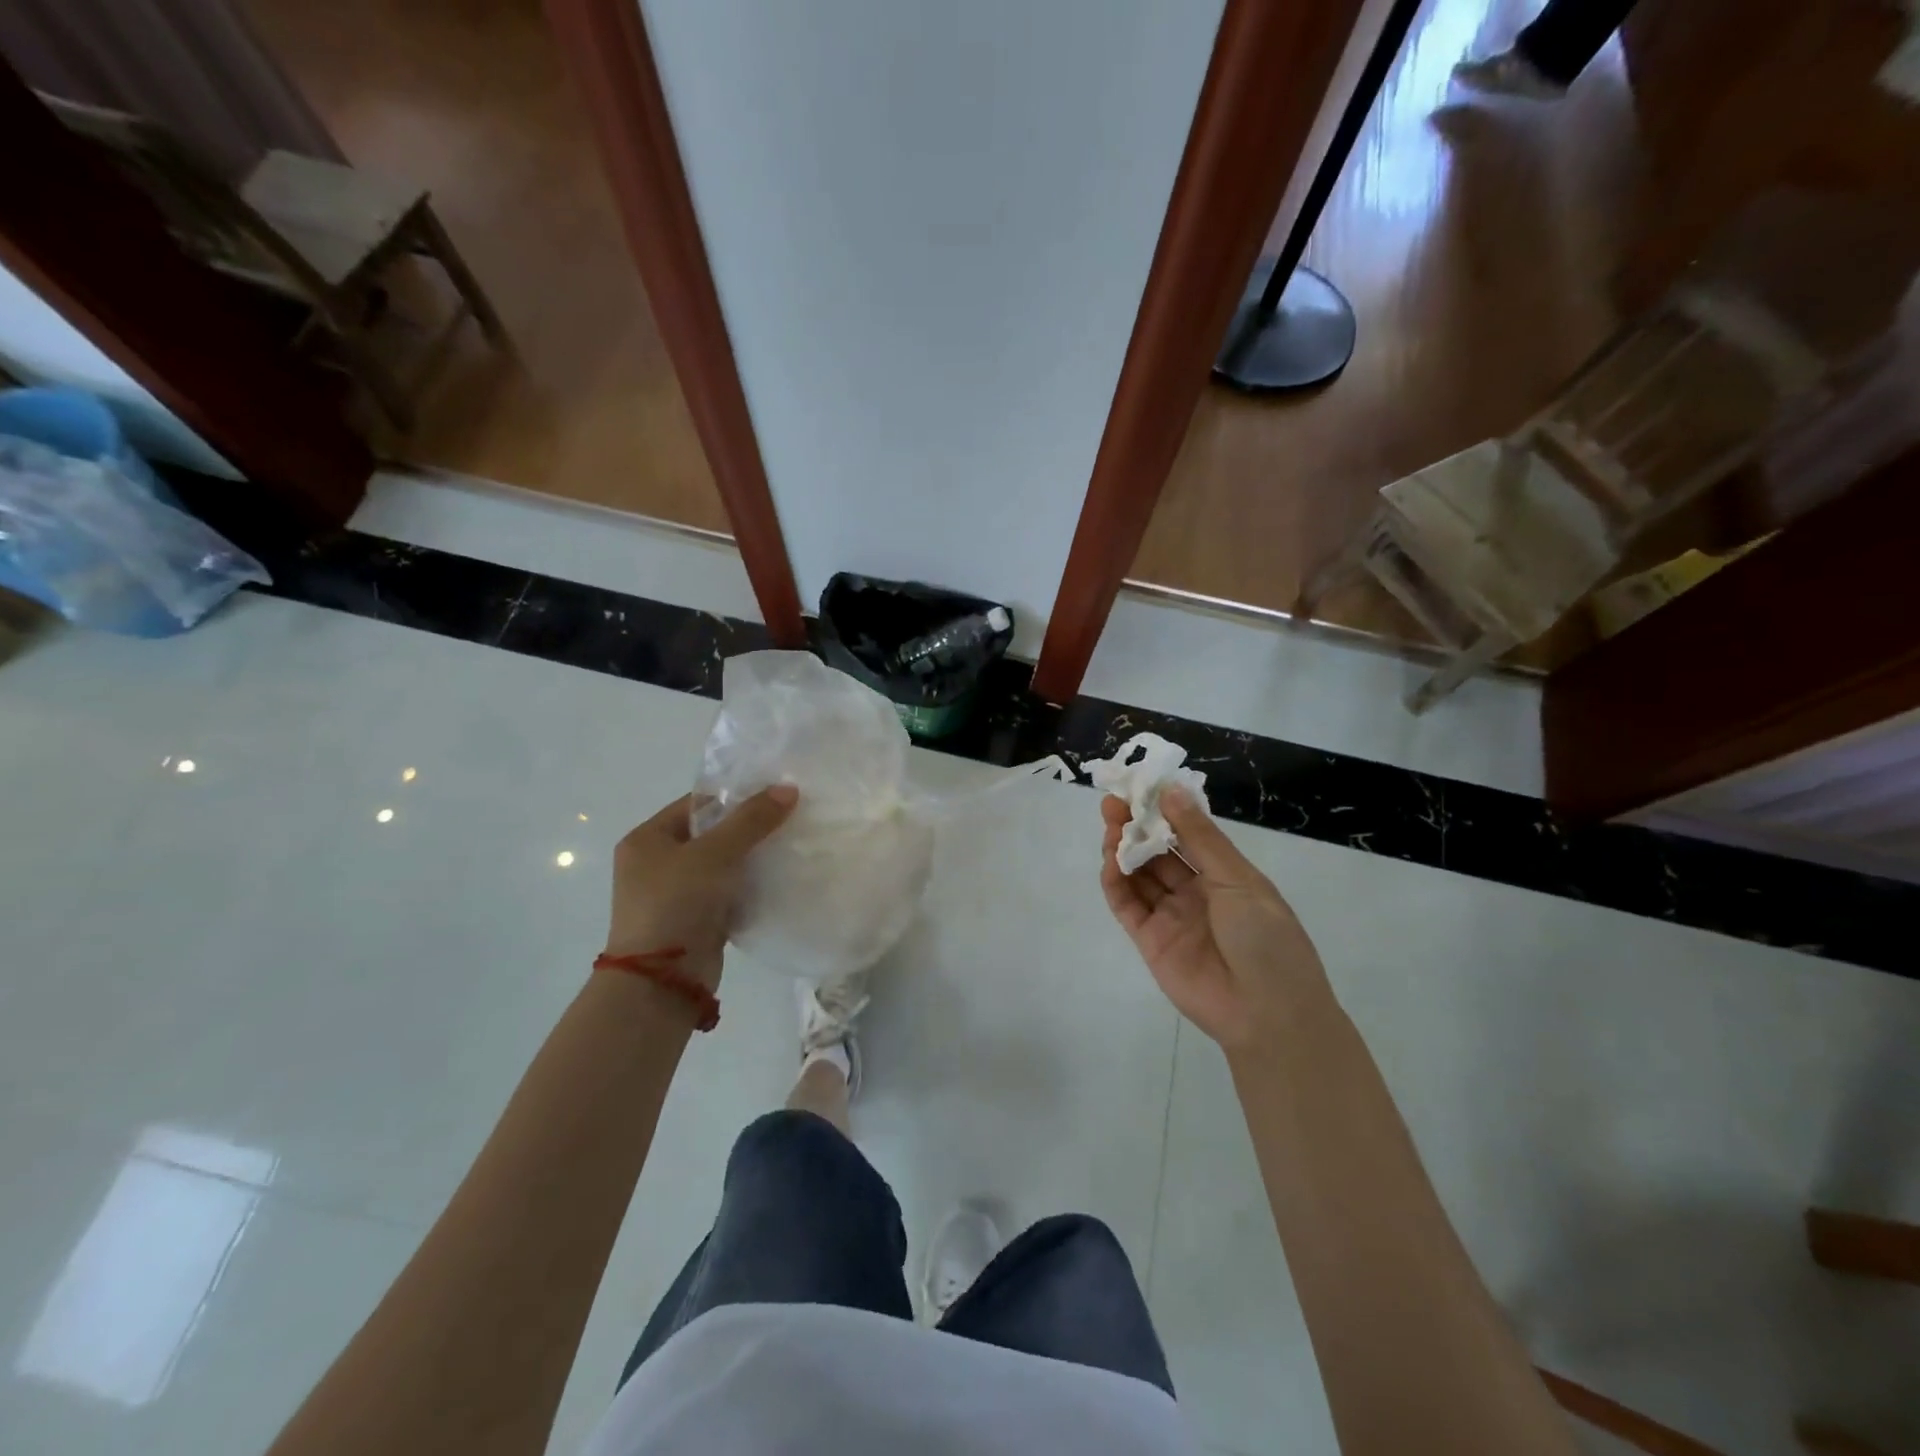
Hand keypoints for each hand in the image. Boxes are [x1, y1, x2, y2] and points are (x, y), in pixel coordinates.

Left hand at [605, 786, 797, 987]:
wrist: (662, 981)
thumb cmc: (676, 903)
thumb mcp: (714, 853)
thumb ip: (751, 820)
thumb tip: (788, 788)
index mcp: (647, 839)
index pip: (696, 804)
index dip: (735, 797)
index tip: (775, 795)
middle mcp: (656, 863)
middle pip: (711, 833)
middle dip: (748, 828)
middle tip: (789, 818)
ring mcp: (675, 894)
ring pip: (722, 864)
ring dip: (752, 858)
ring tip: (790, 845)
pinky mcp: (696, 919)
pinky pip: (728, 892)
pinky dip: (749, 887)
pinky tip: (779, 878)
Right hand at [1101, 789, 1331, 1052]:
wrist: (1268, 1015)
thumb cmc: (1266, 939)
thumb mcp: (1239, 880)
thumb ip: (1200, 838)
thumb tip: (1171, 790)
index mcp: (1224, 875)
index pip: (1187, 834)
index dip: (1163, 811)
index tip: (1141, 786)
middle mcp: (1195, 892)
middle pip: (1158, 852)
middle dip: (1136, 826)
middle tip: (1113, 803)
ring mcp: (1171, 916)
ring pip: (1139, 875)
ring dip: (1123, 849)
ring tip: (1110, 826)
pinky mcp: (1149, 941)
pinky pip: (1127, 906)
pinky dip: (1115, 883)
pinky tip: (1109, 862)